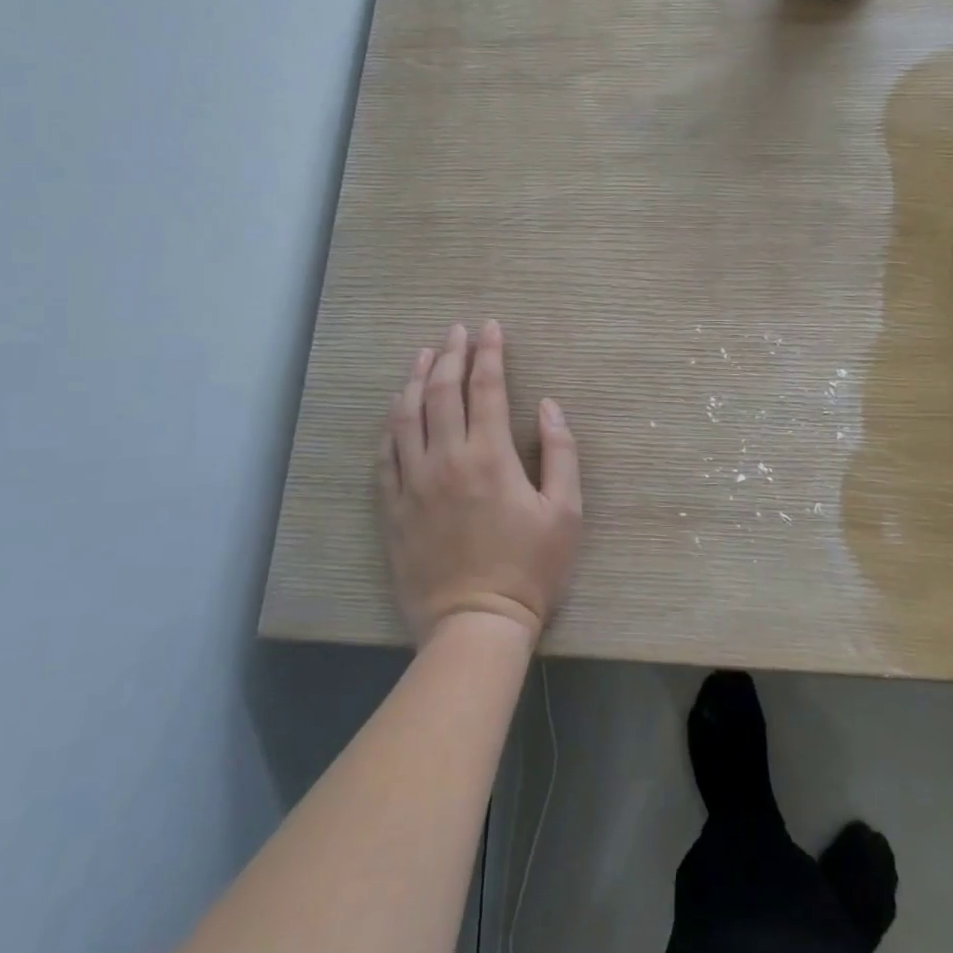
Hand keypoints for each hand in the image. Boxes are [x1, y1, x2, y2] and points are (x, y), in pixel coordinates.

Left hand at [380, 320, 581, 643]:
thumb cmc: (530, 568)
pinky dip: (392, 425)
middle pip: (441, 391)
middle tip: (456, 331)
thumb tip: (548, 406)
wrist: (475, 624)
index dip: (489, 352)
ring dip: (414, 379)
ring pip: (406, 415)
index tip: (490, 327)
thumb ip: (561, 453)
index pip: (486, 387)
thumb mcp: (566, 512)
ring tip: (423, 354)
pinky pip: (386, 455)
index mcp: (490, 456)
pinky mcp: (394, 507)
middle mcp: (446, 459)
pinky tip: (397, 410)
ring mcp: (414, 483)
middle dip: (451, 354)